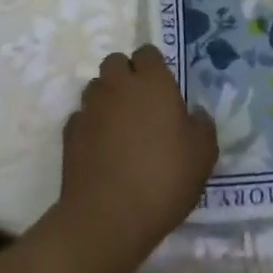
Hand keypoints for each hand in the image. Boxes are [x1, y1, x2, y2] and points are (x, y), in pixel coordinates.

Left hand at [45, 47, 216, 272]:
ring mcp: (90, 108)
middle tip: (140, 105)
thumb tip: (194, 115)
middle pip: (116, 63)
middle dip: (125, 76)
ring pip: (96, 88)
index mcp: (152, 81)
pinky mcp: (69, 134)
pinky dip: (89, 127)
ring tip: (119, 128)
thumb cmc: (163, 179)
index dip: (154, 67)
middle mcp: (118, 85)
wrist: (106, 219)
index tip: (163, 91)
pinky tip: (100, 150)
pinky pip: (81, 118)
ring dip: (106, 99)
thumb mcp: (203, 155)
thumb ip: (202, 126)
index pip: (148, 53)